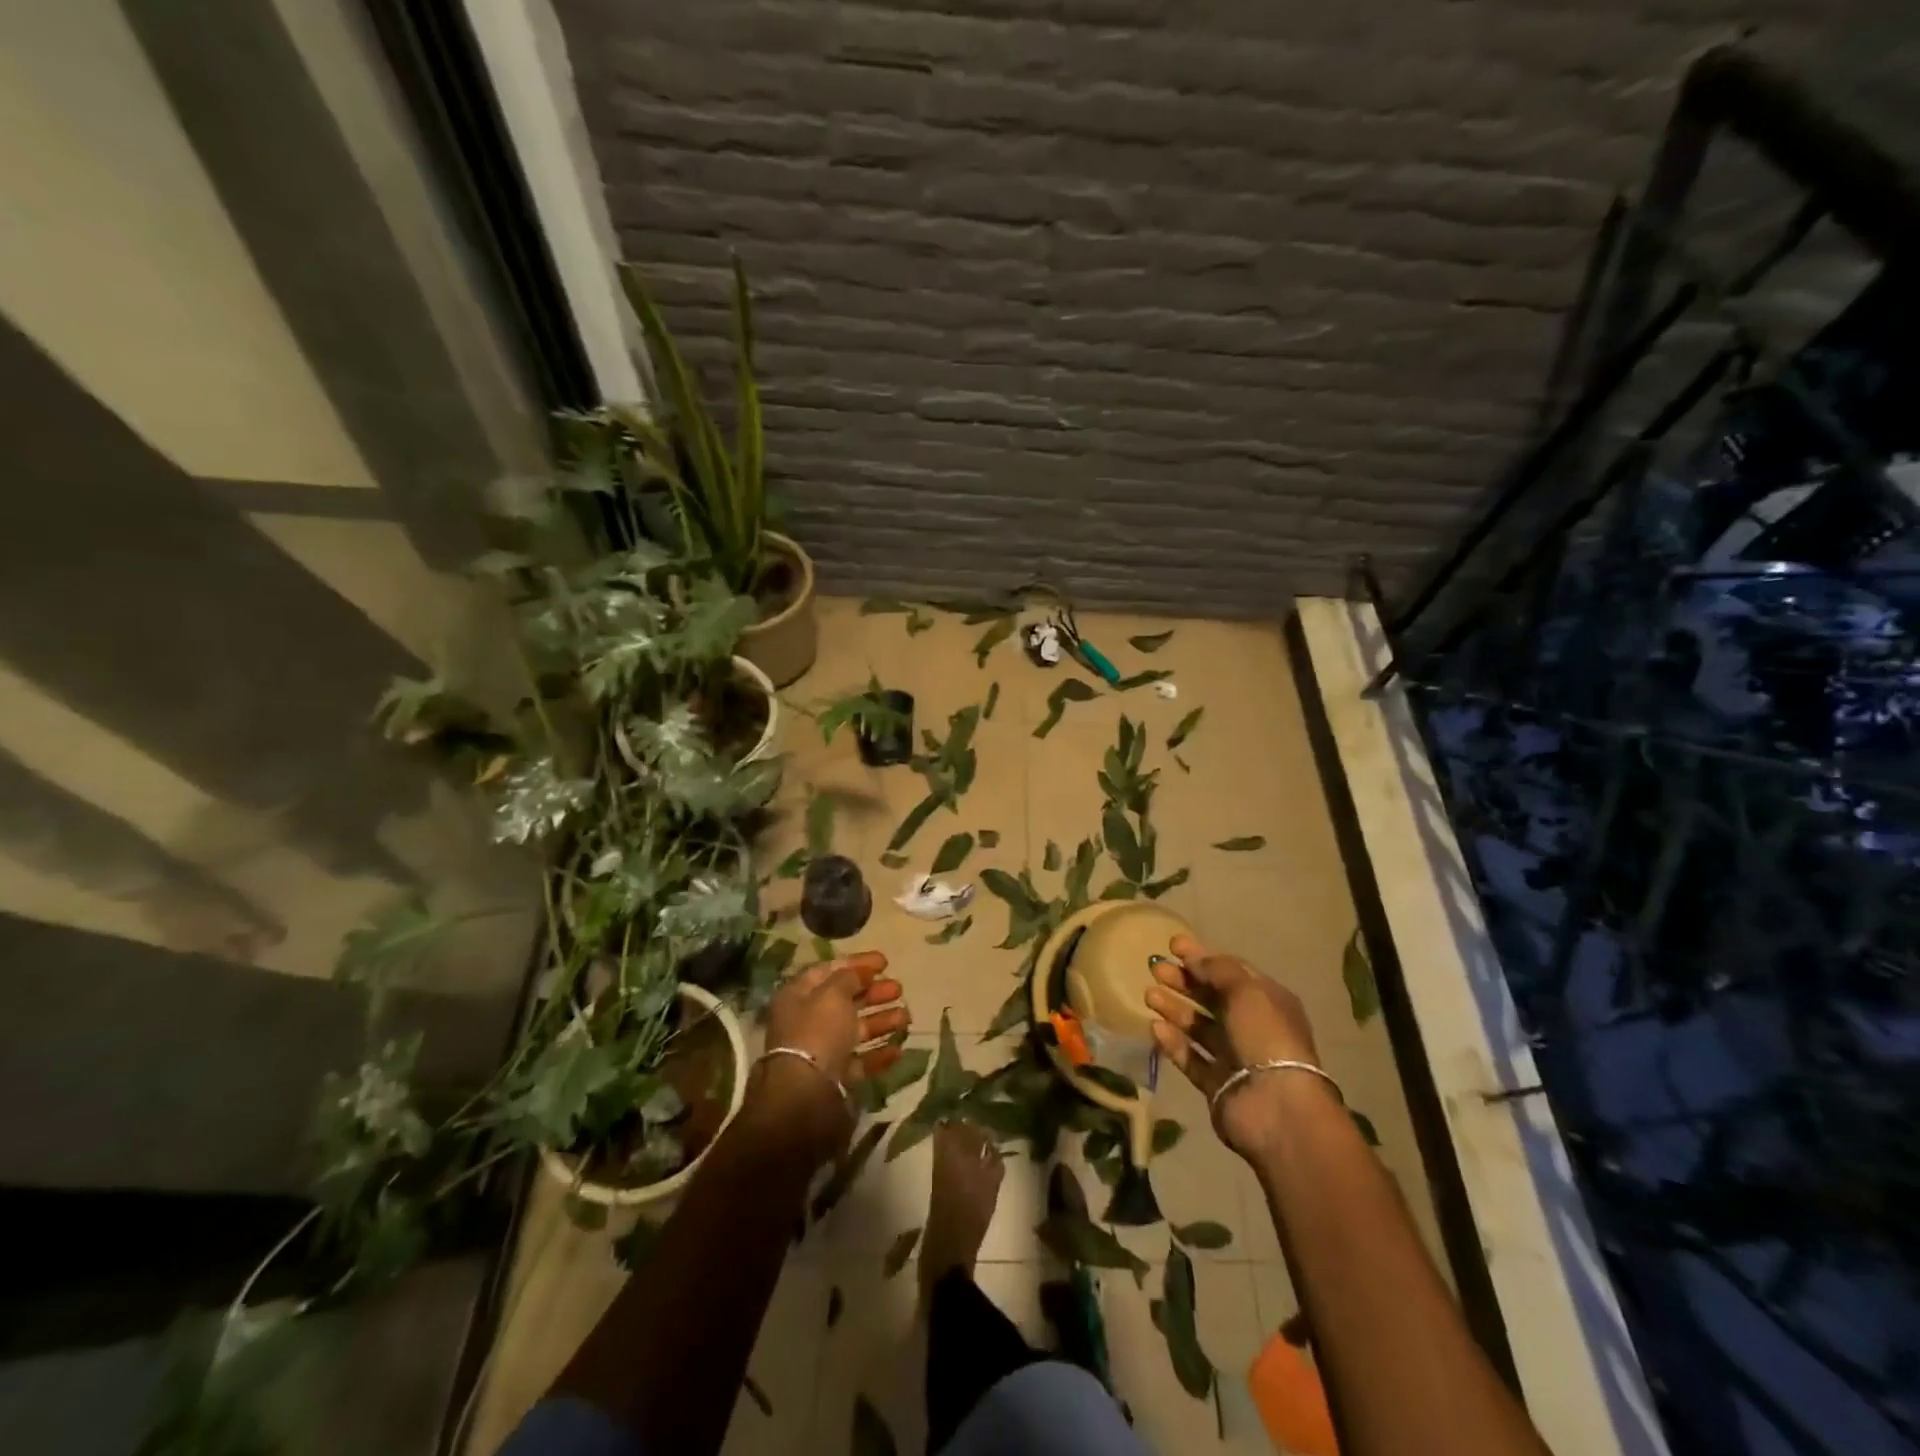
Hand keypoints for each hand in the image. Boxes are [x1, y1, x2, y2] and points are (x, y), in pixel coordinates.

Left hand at [752, 951, 907, 1161]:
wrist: (806, 1096)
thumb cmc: (817, 1032)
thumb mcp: (833, 994)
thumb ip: (849, 978)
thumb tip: (859, 973)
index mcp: (798, 996)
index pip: (829, 971)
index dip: (857, 964)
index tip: (885, 962)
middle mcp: (807, 1021)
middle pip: (845, 1001)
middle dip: (873, 993)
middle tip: (899, 988)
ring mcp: (822, 1051)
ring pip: (856, 1030)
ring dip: (882, 1021)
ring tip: (907, 1017)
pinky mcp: (835, 1078)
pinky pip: (861, 1060)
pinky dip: (879, 1053)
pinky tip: (899, 1048)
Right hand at [1144, 934, 1327, 1159]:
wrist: (1276, 1107)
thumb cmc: (1265, 1037)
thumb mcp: (1246, 991)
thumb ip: (1218, 969)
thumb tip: (1193, 957)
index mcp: (1267, 1001)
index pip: (1231, 972)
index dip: (1202, 957)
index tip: (1172, 945)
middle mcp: (1252, 1027)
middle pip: (1212, 998)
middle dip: (1184, 981)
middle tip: (1155, 969)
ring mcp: (1234, 1057)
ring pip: (1199, 1027)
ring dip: (1175, 1009)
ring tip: (1149, 995)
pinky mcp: (1217, 1084)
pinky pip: (1191, 1057)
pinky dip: (1174, 1042)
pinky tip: (1155, 1027)